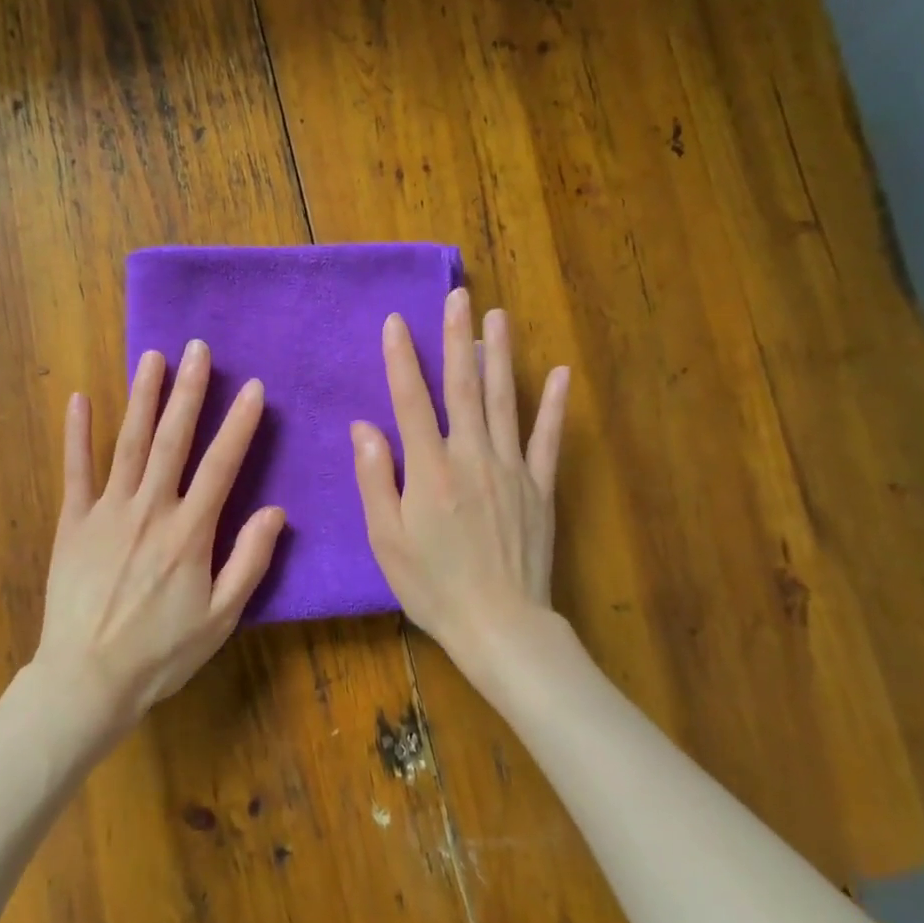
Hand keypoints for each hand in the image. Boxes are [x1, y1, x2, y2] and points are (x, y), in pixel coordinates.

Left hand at [34, 340, 285, 734]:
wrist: (87, 680)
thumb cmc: (161, 653)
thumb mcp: (222, 618)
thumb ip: (249, 561)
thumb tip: (276, 511)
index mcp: (190, 533)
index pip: (221, 465)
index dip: (239, 424)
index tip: (252, 388)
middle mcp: (150, 510)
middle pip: (173, 440)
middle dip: (189, 391)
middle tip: (198, 349)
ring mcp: (107, 511)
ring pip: (128, 443)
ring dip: (142, 397)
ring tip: (152, 357)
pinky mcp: (73, 522)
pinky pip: (75, 470)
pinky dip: (78, 433)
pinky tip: (80, 398)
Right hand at [350, 287, 569, 657]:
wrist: (500, 626)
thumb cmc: (432, 586)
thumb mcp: (386, 539)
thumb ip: (376, 478)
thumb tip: (364, 427)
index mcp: (430, 470)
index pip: (412, 401)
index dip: (401, 359)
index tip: (396, 321)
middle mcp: (472, 457)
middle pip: (463, 388)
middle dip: (457, 338)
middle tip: (459, 296)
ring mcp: (511, 470)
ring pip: (505, 401)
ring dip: (500, 356)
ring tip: (497, 317)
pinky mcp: (540, 487)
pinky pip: (547, 439)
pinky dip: (554, 406)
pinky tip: (559, 374)